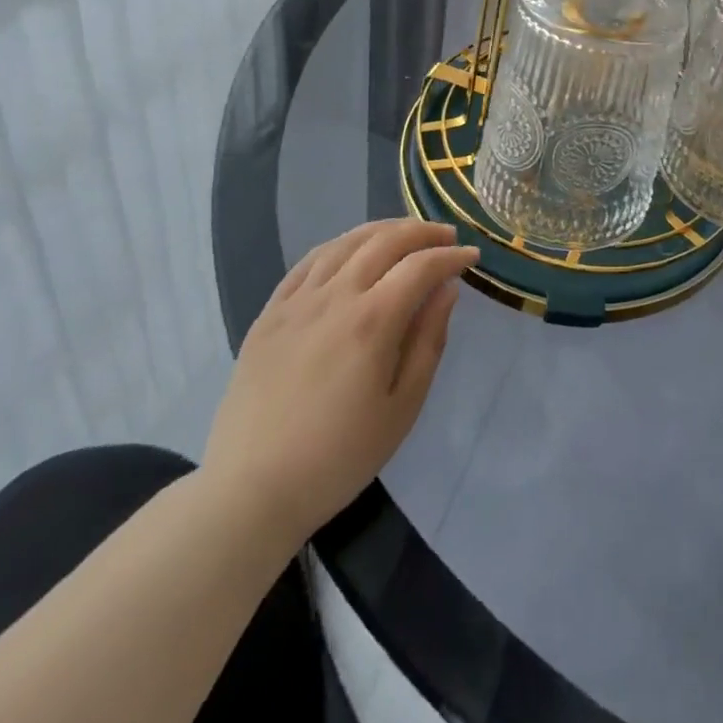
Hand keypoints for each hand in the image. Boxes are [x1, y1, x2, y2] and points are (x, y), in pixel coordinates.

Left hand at [201, 220, 476, 551]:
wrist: (250, 491)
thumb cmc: (339, 457)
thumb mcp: (402, 407)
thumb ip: (429, 341)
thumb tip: (447, 290)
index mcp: (372, 321)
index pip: (421, 266)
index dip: (451, 257)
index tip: (472, 258)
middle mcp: (334, 298)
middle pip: (385, 241)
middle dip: (422, 232)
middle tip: (447, 237)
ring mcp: (296, 302)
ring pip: (345, 242)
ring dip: (383, 230)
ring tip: (406, 234)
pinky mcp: (269, 313)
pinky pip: (308, 261)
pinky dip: (339, 245)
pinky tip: (352, 249)